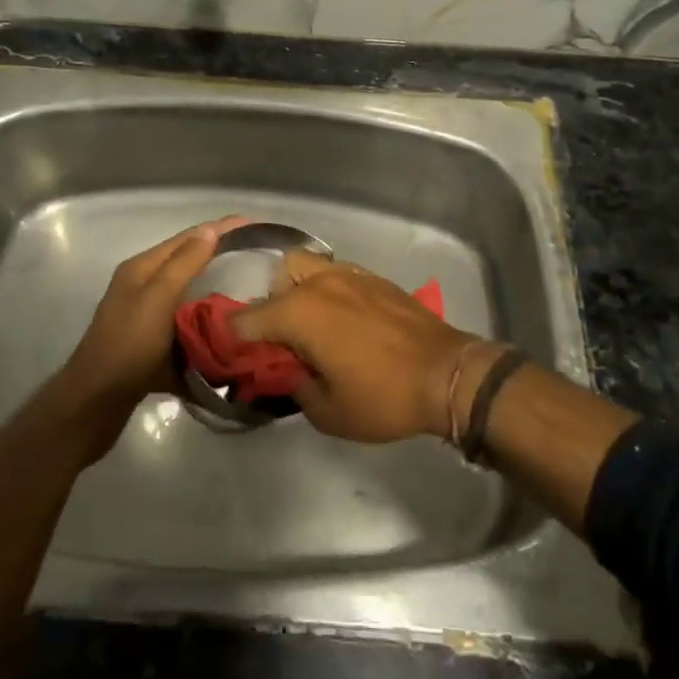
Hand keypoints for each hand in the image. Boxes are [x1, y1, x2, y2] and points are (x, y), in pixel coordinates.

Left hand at [58, 217, 247, 420]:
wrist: (96, 405)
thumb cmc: (127, 344)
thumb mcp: (157, 298)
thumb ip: (184, 263)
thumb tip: (211, 229)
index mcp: (142, 269)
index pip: (187, 238)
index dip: (219, 229)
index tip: (254, 224)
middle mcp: (144, 287)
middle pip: (189, 265)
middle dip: (221, 259)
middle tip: (258, 259)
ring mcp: (149, 318)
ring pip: (190, 298)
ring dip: (217, 294)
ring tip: (254, 293)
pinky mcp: (155, 346)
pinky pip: (188, 327)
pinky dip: (207, 325)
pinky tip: (232, 331)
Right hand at [233, 254, 494, 442]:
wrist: (446, 373)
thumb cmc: (383, 396)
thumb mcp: (328, 412)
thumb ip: (295, 387)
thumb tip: (285, 372)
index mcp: (299, 312)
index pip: (247, 319)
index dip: (234, 339)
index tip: (232, 355)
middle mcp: (318, 282)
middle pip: (276, 279)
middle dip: (269, 307)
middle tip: (280, 340)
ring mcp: (348, 274)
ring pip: (306, 266)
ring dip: (297, 290)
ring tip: (310, 324)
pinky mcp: (373, 277)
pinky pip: (335, 273)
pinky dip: (326, 289)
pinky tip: (341, 319)